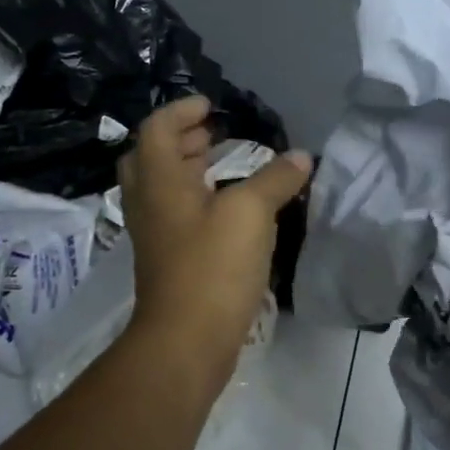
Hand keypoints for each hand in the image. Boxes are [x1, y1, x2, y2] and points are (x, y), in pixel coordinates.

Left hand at [118, 96, 311, 386]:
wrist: (186, 342)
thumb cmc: (212, 267)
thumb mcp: (251, 213)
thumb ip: (275, 179)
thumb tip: (300, 158)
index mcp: (160, 181)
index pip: (157, 129)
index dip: (181, 111)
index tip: (211, 107)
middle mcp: (149, 203)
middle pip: (151, 157)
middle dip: (180, 139)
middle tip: (212, 133)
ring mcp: (154, 235)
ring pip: (162, 187)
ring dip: (187, 168)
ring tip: (221, 163)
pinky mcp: (167, 260)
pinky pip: (174, 213)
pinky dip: (195, 197)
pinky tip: (227, 209)